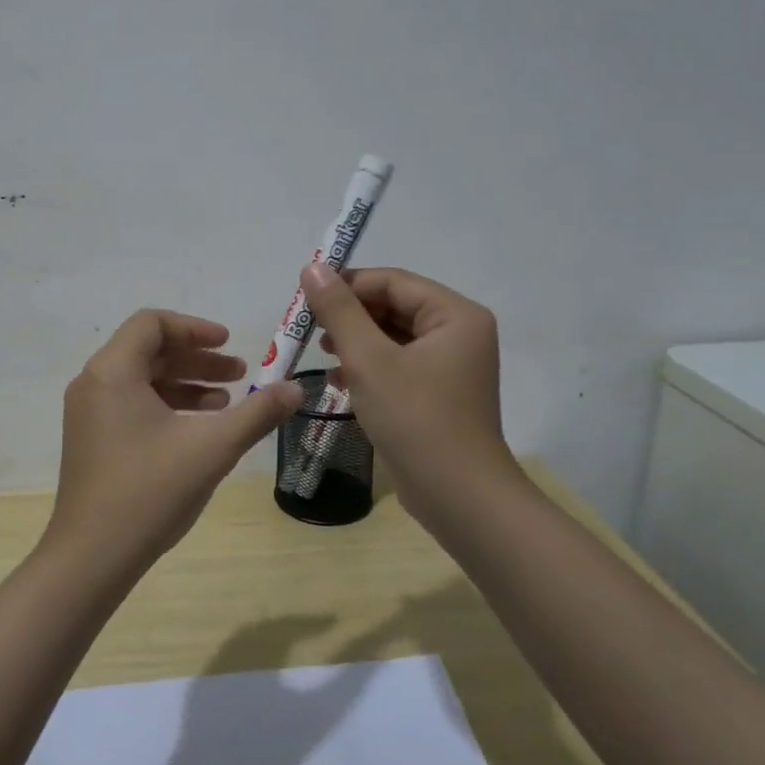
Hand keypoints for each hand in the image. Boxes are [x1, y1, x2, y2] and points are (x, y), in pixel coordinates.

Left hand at [46, 311, 304, 575]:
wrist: (91, 558)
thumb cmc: (150, 492)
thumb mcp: (212, 449)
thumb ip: (257, 413)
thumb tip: (297, 388)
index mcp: (112, 372)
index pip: (152, 324)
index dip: (195, 329)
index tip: (229, 343)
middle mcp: (93, 384)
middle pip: (148, 351)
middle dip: (197, 359)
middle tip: (239, 373)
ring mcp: (88, 413)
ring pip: (141, 380)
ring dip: (185, 384)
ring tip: (227, 402)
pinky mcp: (91, 440)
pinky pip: (131, 405)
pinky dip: (166, 406)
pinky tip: (198, 429)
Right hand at [300, 264, 519, 502]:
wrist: (459, 498)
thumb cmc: (415, 419)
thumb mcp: (369, 360)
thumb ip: (339, 310)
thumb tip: (312, 267)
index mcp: (455, 314)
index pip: (392, 281)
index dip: (346, 284)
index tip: (304, 299)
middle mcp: (460, 332)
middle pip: (394, 306)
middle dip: (350, 315)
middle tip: (309, 329)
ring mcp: (452, 365)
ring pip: (393, 336)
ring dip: (356, 340)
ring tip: (322, 353)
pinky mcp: (439, 393)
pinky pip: (399, 363)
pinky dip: (369, 366)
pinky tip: (340, 379)